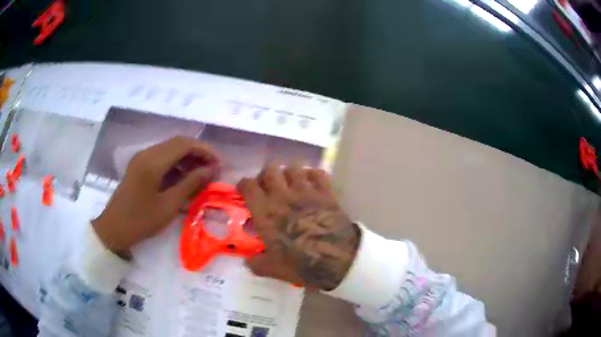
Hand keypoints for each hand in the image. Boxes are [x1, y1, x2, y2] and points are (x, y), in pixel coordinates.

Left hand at [92, 136, 219, 257]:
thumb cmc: (141, 220)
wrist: (114, 228)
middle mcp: (147, 153)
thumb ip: (190, 184)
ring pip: (169, 149)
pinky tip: (183, 178)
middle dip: (197, 153)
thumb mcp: (169, 205)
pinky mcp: (138, 165)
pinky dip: (175, 163)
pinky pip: (161, 157)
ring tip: (200, 175)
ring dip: (187, 158)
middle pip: (177, 143)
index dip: (204, 151)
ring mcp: (141, 158)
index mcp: (153, 162)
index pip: (184, 144)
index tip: (218, 164)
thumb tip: (211, 170)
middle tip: (212, 170)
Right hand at [237, 162, 359, 289]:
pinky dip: (312, 175)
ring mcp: (306, 191)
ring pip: (294, 167)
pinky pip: (317, 172)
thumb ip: (256, 264)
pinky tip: (312, 184)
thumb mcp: (273, 270)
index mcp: (266, 212)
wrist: (338, 258)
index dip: (244, 184)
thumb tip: (248, 261)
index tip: (245, 190)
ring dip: (289, 173)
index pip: (248, 185)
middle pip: (270, 170)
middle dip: (266, 175)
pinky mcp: (326, 191)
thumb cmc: (302, 264)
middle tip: (268, 187)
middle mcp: (283, 196)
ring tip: (290, 184)